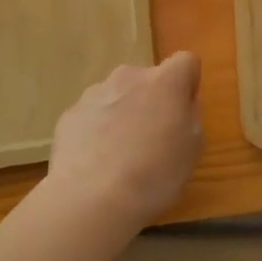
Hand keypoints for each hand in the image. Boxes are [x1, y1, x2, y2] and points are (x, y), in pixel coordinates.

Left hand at [46, 52, 202, 227]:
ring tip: (120, 155)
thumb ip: (191, 117)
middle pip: (148, 79)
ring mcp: (95, 94)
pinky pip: (92, 116)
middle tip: (152, 137)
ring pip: (117, 96)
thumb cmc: (154, 174)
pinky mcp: (69, 115)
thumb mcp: (192, 149)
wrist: (91, 199)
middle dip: (151, 100)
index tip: (184, 110)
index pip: (185, 61)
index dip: (188, 83)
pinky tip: (96, 163)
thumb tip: (183, 105)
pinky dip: (97, 131)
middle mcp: (129, 77)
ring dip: (123, 114)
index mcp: (165, 82)